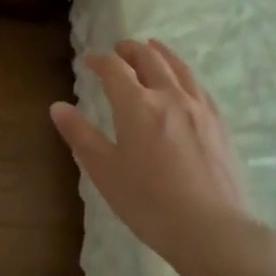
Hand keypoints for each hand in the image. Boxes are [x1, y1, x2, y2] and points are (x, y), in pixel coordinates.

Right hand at [50, 39, 257, 270]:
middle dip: (131, 50)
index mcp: (136, 105)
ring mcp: (198, 108)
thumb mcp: (104, 171)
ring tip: (152, 47)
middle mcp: (169, 96)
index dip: (99, 60)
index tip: (89, 60)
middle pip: (149, 59)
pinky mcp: (218, 124)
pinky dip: (184, 73)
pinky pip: (199, 86)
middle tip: (119, 48)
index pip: (114, 69)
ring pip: (178, 68)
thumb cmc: (148, 202)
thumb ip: (81, 135)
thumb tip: (57, 107)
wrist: (210, 228)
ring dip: (161, 53)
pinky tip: (184, 81)